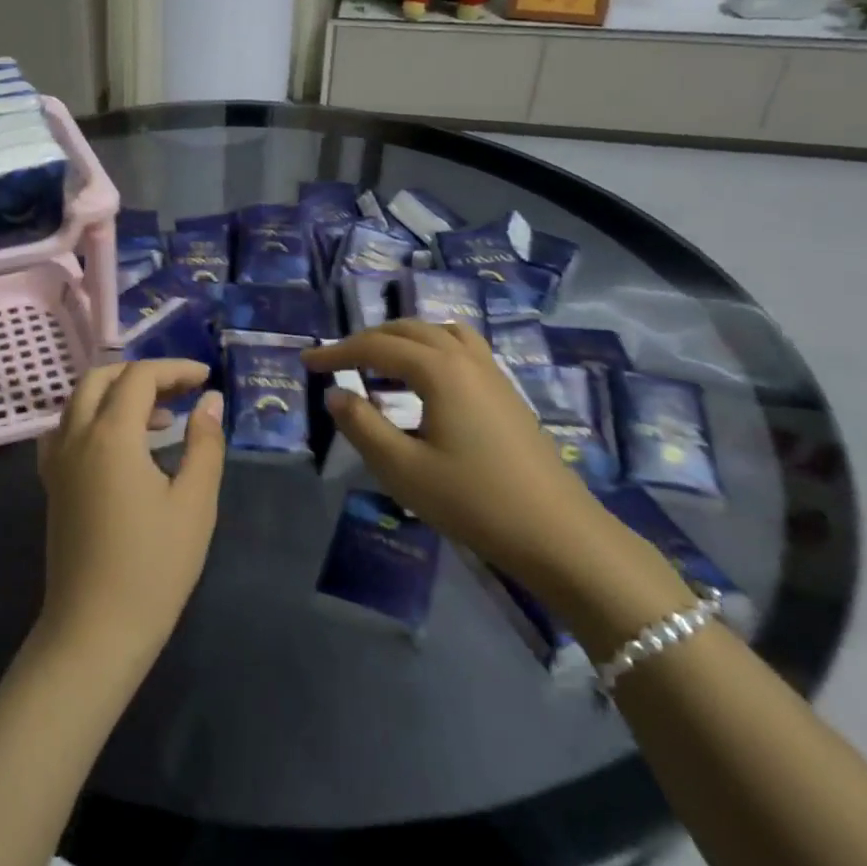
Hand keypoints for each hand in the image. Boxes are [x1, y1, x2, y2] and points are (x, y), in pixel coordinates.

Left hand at [35, 360, 224, 672]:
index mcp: (111, 434)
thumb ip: (204, 443)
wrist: (95, 629)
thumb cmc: (153, 567)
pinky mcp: (52, 482)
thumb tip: (209, 400)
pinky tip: (120, 445)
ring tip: (161, 419)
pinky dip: (94, 418)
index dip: (174, 369)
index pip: (139, 376)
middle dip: (142, 374)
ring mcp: (57, 459)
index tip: (205, 378)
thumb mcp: (194, 504)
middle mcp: (76, 435)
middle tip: (181, 391)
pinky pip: (67, 428)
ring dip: (117, 394)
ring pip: (80, 400)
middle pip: (101, 378)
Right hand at [303, 321, 614, 593]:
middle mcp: (465, 358)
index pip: (376, 346)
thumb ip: (362, 425)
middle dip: (366, 340)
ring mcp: (492, 373)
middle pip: (407, 330)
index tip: (306, 362)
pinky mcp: (507, 392)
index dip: (337, 352)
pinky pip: (461, 348)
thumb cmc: (474, 501)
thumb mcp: (403, 469)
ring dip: (402, 338)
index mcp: (439, 370)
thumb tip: (335, 394)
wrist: (560, 535)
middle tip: (336, 361)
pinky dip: (431, 348)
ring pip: (438, 332)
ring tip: (379, 361)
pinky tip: (425, 380)